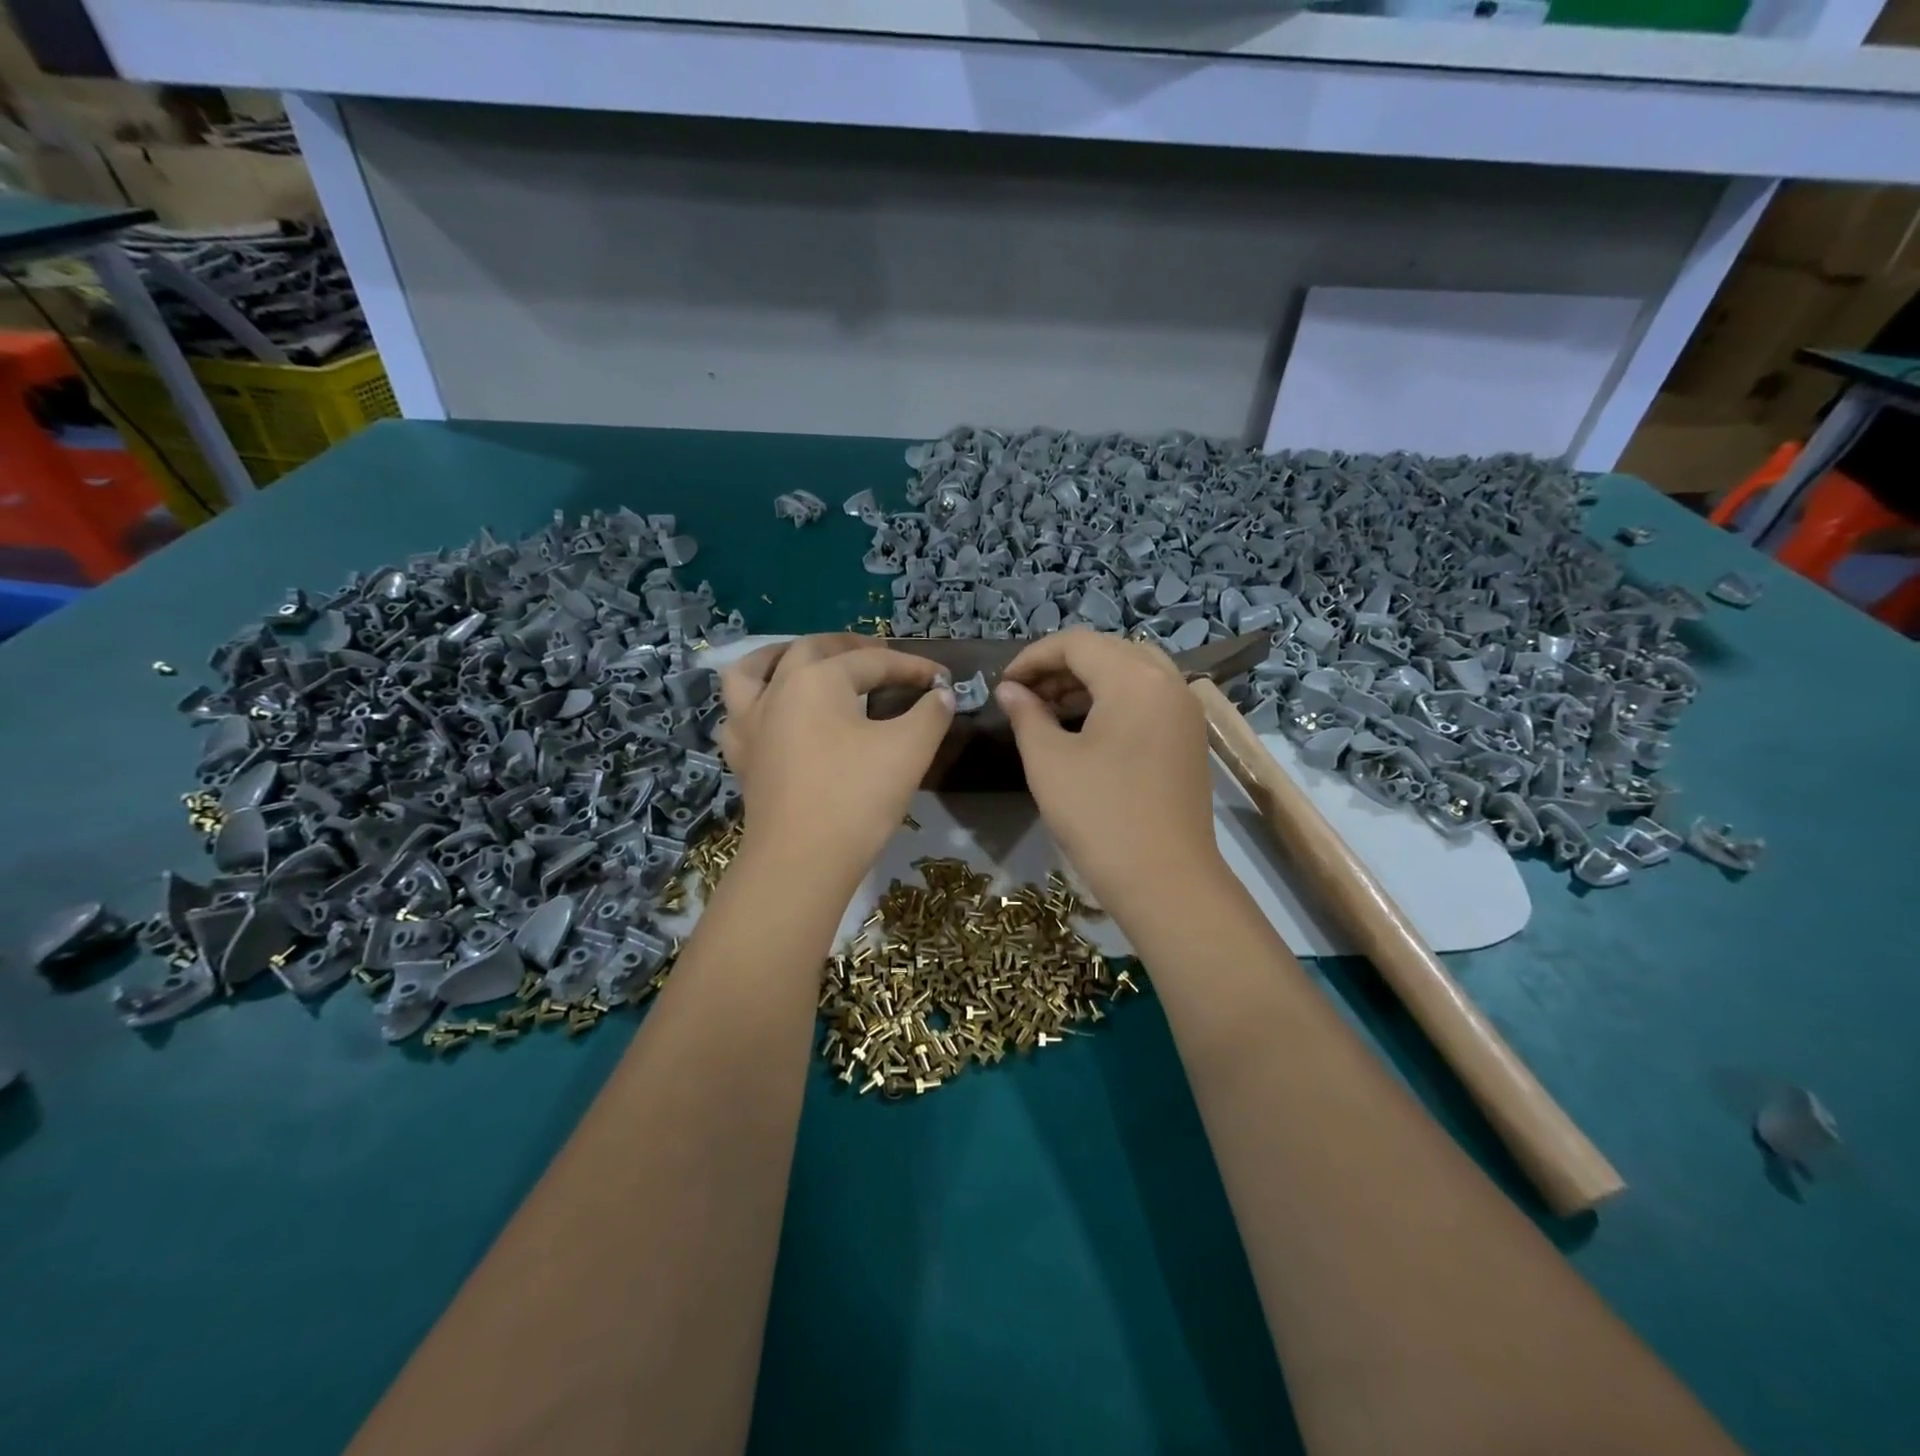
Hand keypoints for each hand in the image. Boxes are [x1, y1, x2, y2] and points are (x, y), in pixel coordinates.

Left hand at [718, 635, 954, 877]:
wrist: (801, 861)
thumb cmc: (856, 798)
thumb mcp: (908, 750)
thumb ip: (930, 714)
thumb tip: (941, 694)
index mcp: (817, 679)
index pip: (873, 662)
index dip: (912, 667)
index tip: (942, 678)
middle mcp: (777, 689)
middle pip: (812, 650)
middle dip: (850, 648)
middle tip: (880, 657)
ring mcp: (750, 723)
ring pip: (753, 670)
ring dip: (781, 657)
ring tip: (803, 660)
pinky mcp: (741, 756)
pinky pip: (739, 713)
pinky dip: (755, 702)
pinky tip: (771, 713)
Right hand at [997, 628, 1220, 906]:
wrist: (1165, 880)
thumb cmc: (1100, 815)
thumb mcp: (1049, 761)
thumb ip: (1026, 714)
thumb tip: (1010, 690)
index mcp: (1134, 678)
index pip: (1076, 643)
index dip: (1033, 658)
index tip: (1003, 685)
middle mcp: (1168, 682)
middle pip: (1107, 651)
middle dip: (1061, 667)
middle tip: (1025, 695)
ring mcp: (1185, 711)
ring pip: (1131, 673)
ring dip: (1088, 683)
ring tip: (1049, 711)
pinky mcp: (1189, 738)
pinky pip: (1148, 699)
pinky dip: (1114, 701)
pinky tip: (1085, 730)